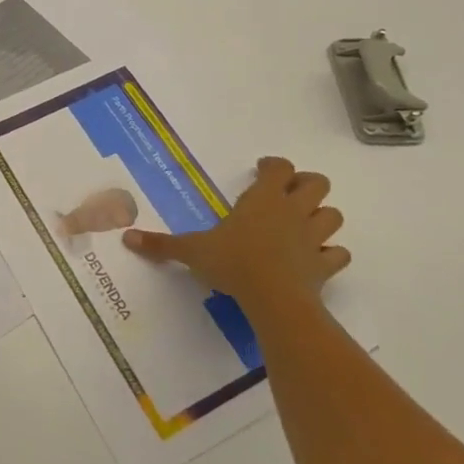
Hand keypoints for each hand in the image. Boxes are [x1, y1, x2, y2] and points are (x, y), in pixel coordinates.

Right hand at [123, 156, 349, 322]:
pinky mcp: (324, 266)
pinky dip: (331, 254)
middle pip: (317, 183)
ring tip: (304, 224)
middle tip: (287, 193)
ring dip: (322, 216)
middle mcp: (292, 211)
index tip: (262, 169)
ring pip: (333, 215)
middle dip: (307, 184)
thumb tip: (126, 238)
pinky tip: (317, 259)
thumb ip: (162, 244)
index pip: (279, 167)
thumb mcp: (192, 251)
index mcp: (263, 199)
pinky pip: (337, 255)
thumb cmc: (232, 262)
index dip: (273, 165)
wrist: (273, 297)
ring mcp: (313, 238)